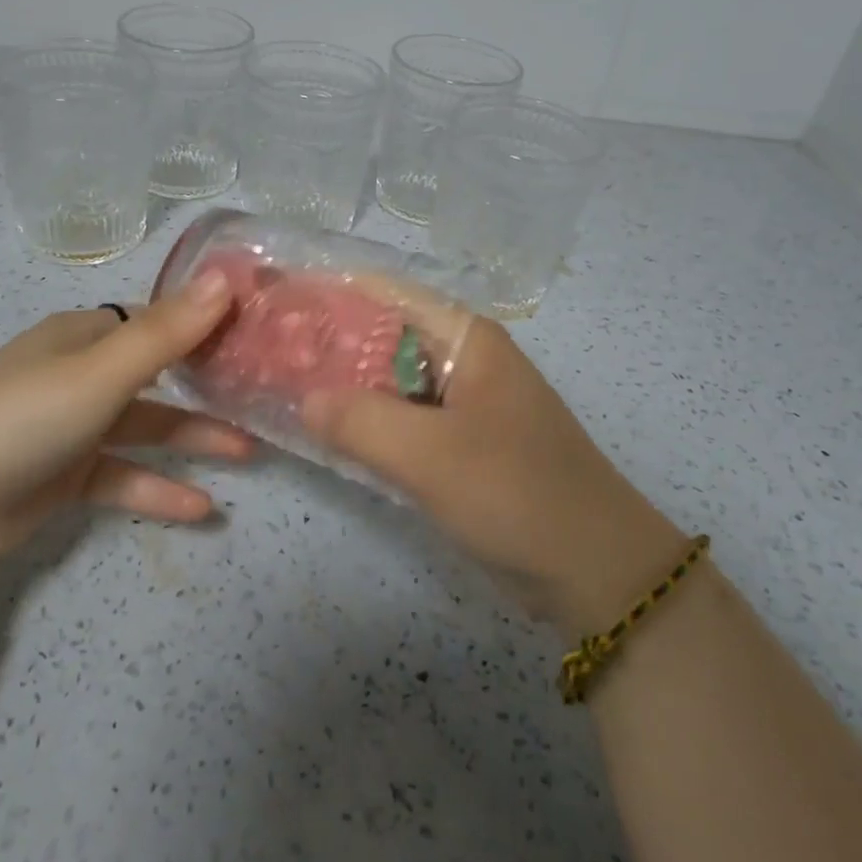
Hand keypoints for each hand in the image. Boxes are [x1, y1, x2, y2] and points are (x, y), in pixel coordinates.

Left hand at [0, 269, 247, 568]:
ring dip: (192, 439)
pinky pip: (121, 475)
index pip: (157, 320)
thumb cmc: (19, 418)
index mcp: (83, 336)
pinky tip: (201, 508)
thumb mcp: (100, 372)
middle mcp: (79, 373)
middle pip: (157, 373)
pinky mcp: (62, 476)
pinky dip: (157, 488)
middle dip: (207, 385)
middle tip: (262, 394)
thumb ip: (168, 331)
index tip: (256, 333)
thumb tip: (228, 277)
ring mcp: (70, 426)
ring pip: (144, 426)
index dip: (205, 324)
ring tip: (248, 453)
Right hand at [301, 304, 684, 633]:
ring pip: (391, 381)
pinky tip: (326, 433)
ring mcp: (465, 403)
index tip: (279, 299)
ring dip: (345, 385)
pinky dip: (368, 423)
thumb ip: (359, 421)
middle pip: (385, 335)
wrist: (595, 571)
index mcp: (466, 339)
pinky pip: (404, 421)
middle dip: (329, 341)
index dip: (332, 291)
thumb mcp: (430, 455)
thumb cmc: (516, 493)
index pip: (388, 293)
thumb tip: (303, 398)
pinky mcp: (462, 444)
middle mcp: (465, 359)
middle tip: (266, 350)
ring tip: (282, 385)